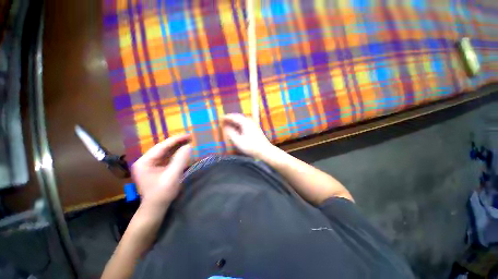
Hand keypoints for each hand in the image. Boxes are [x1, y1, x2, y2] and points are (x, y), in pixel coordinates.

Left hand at [131, 134, 191, 207]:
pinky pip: (169, 158)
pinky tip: (186, 151)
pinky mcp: (158, 168)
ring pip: (167, 152)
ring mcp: (152, 164)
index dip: (176, 140)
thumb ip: (180, 160)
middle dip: (178, 143)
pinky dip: (178, 154)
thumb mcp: (172, 176)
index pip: (161, 146)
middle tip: (191, 138)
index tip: (188, 135)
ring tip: (190, 142)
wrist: (156, 208)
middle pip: (164, 148)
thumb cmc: (162, 193)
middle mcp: (147, 161)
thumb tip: (189, 146)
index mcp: (145, 162)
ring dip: (178, 147)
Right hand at [222, 113, 274, 158]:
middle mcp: (250, 121)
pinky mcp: (255, 128)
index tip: (220, 118)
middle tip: (223, 120)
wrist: (265, 150)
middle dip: (230, 118)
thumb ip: (231, 132)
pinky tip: (236, 129)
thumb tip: (225, 126)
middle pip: (238, 117)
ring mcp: (253, 124)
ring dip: (235, 121)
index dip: (226, 117)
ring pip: (242, 120)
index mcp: (245, 122)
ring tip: (228, 124)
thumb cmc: (251, 146)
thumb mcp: (238, 141)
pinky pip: (245, 123)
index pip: (234, 116)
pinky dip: (239, 124)